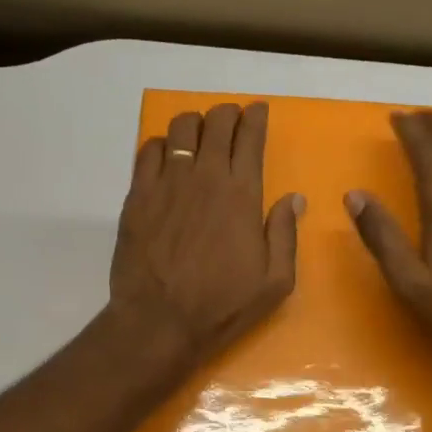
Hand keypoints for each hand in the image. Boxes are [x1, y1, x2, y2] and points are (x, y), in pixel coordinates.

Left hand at [111, 102, 301, 370]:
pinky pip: (148, 151)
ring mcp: (167, 182)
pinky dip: (161, 145)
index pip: (250, 137)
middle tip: (230, 120)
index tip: (258, 111)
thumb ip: (285, 234)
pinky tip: (166, 158)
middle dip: (227, 114)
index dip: (256, 118)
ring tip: (198, 136)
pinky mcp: (138, 195)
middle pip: (216, 122)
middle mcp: (205, 177)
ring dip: (194, 124)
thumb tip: (294, 198)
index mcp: (242, 194)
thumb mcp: (274, 281)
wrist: (159, 320)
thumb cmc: (222, 305)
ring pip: (180, 128)